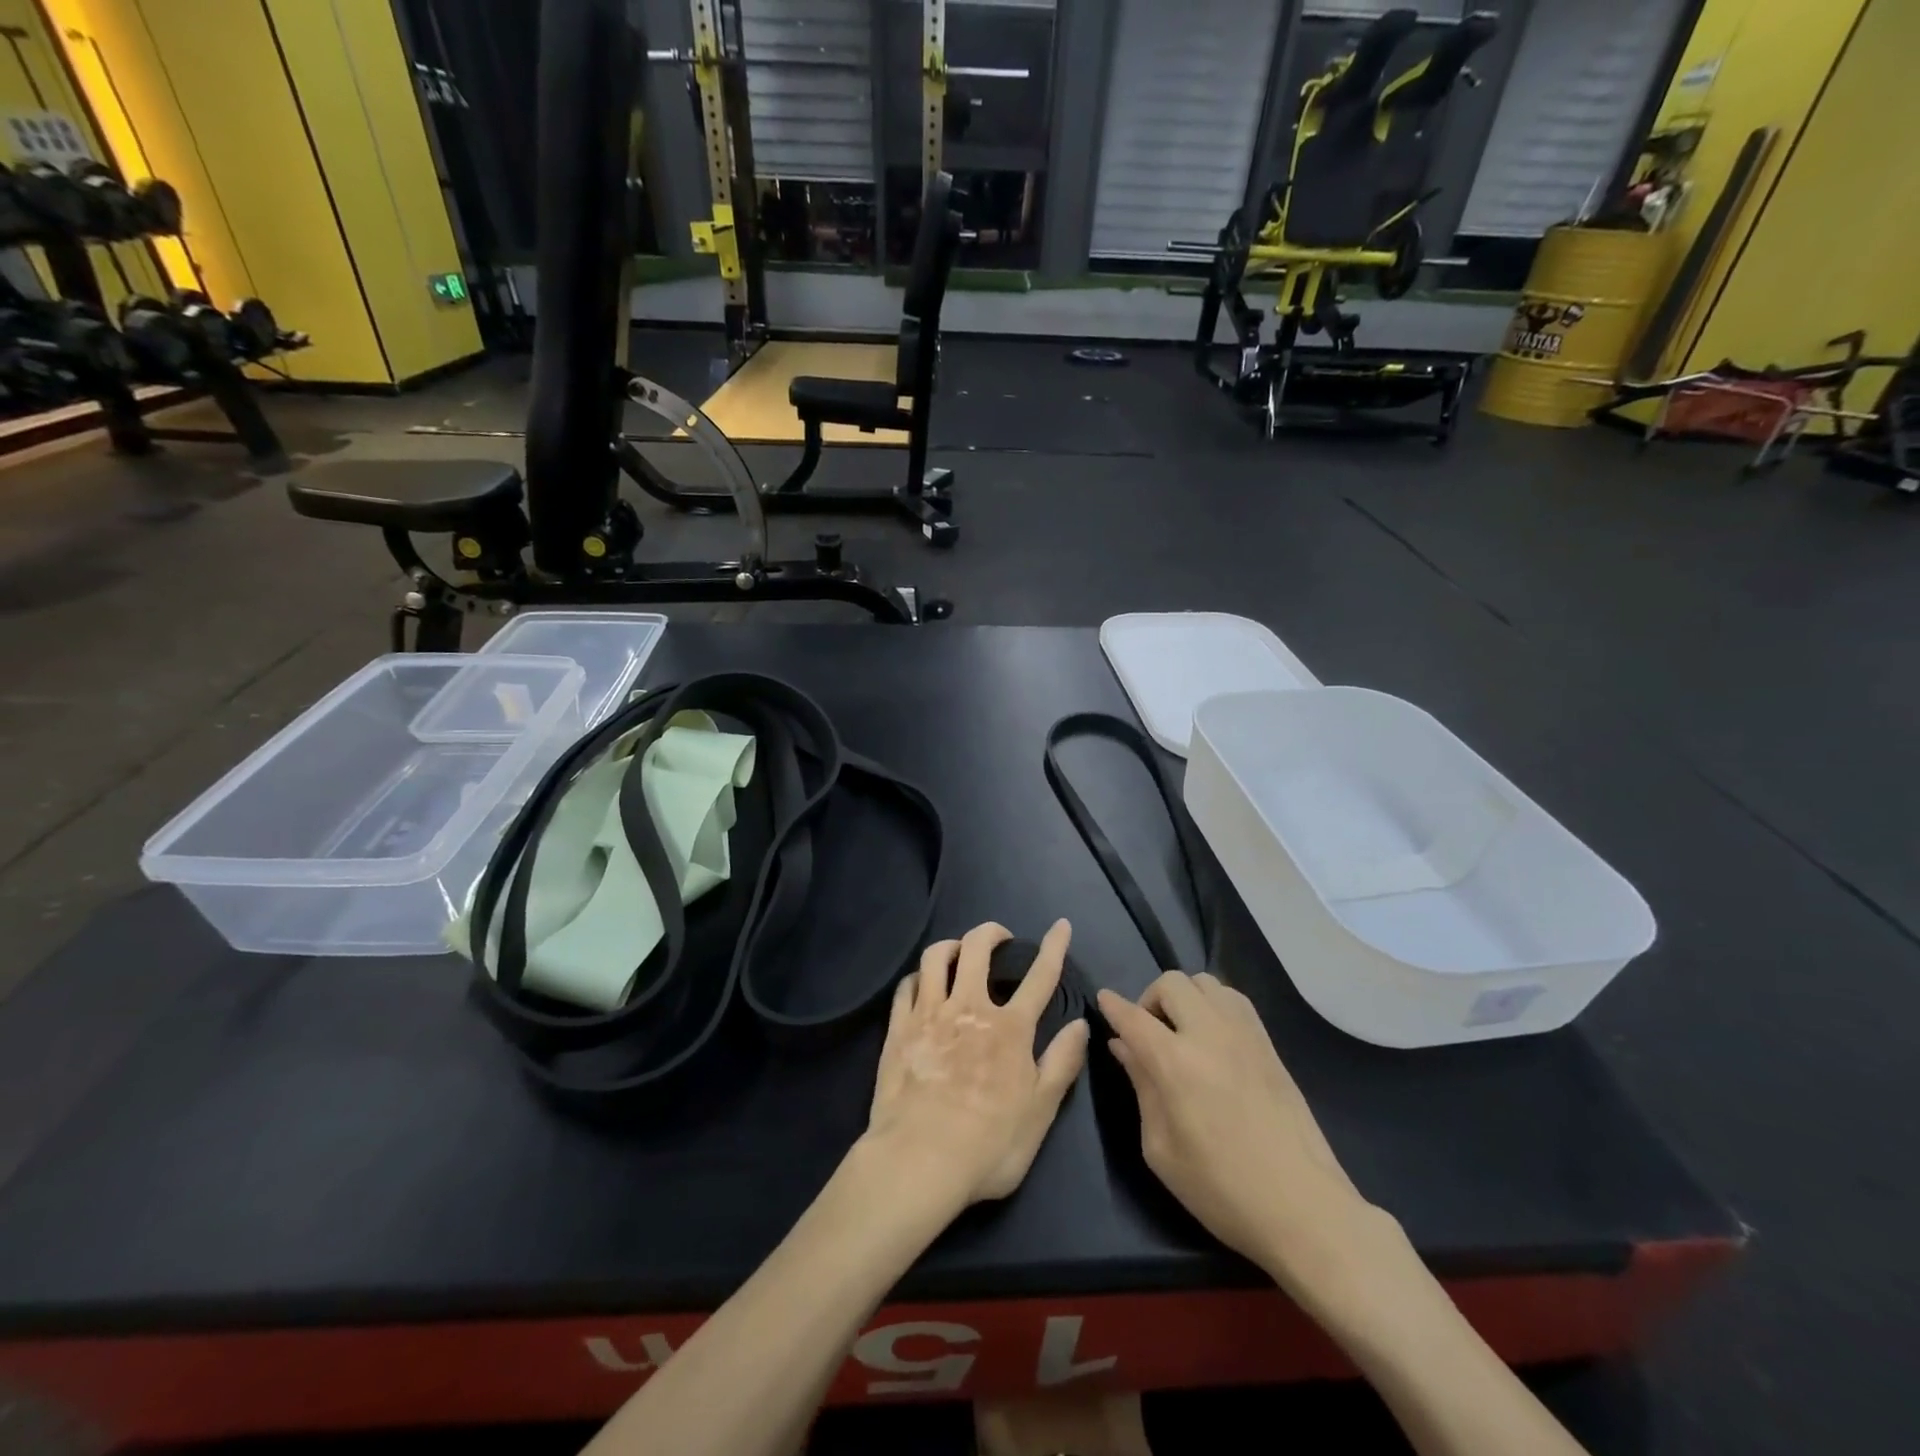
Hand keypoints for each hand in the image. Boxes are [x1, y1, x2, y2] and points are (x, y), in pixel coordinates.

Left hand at [864, 920, 1090, 1207]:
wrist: (919, 1161)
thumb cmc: (989, 1145)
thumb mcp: (1040, 1112)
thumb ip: (1062, 1064)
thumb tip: (1080, 1024)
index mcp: (1010, 1028)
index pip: (1040, 976)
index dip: (1054, 947)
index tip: (1060, 924)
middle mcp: (970, 1008)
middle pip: (978, 948)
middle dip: (991, 932)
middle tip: (999, 937)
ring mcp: (930, 1014)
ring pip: (936, 956)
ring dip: (951, 945)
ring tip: (959, 952)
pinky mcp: (899, 1027)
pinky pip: (907, 984)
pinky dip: (919, 976)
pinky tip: (923, 983)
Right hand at [1096, 972, 1395, 1305]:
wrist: (1304, 1208)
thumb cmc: (1222, 1190)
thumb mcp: (1162, 1149)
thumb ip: (1141, 1087)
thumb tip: (1124, 1046)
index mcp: (1176, 1063)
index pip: (1133, 1016)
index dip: (1113, 1005)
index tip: (1103, 1000)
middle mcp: (1209, 1034)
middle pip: (1171, 983)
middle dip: (1149, 999)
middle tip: (1148, 1033)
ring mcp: (1244, 1034)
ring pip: (1205, 982)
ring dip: (1184, 997)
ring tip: (1181, 1031)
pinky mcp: (1269, 1043)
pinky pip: (1233, 999)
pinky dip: (1213, 1003)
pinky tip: (1212, 1036)